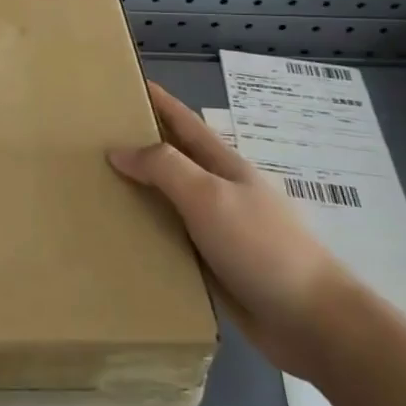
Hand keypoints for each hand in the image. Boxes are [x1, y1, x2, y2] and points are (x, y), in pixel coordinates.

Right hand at [109, 82, 353, 378]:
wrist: (313, 322)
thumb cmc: (262, 246)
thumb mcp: (209, 196)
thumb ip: (164, 168)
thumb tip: (118, 150)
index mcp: (222, 165)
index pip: (182, 121)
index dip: (156, 100)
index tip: (123, 83)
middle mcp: (218, 191)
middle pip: (172, 158)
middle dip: (137, 144)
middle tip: (92, 138)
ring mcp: (217, 229)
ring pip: (167, 201)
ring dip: (136, 192)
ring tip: (94, 187)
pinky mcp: (212, 265)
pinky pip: (170, 240)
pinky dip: (145, 233)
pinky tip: (119, 238)